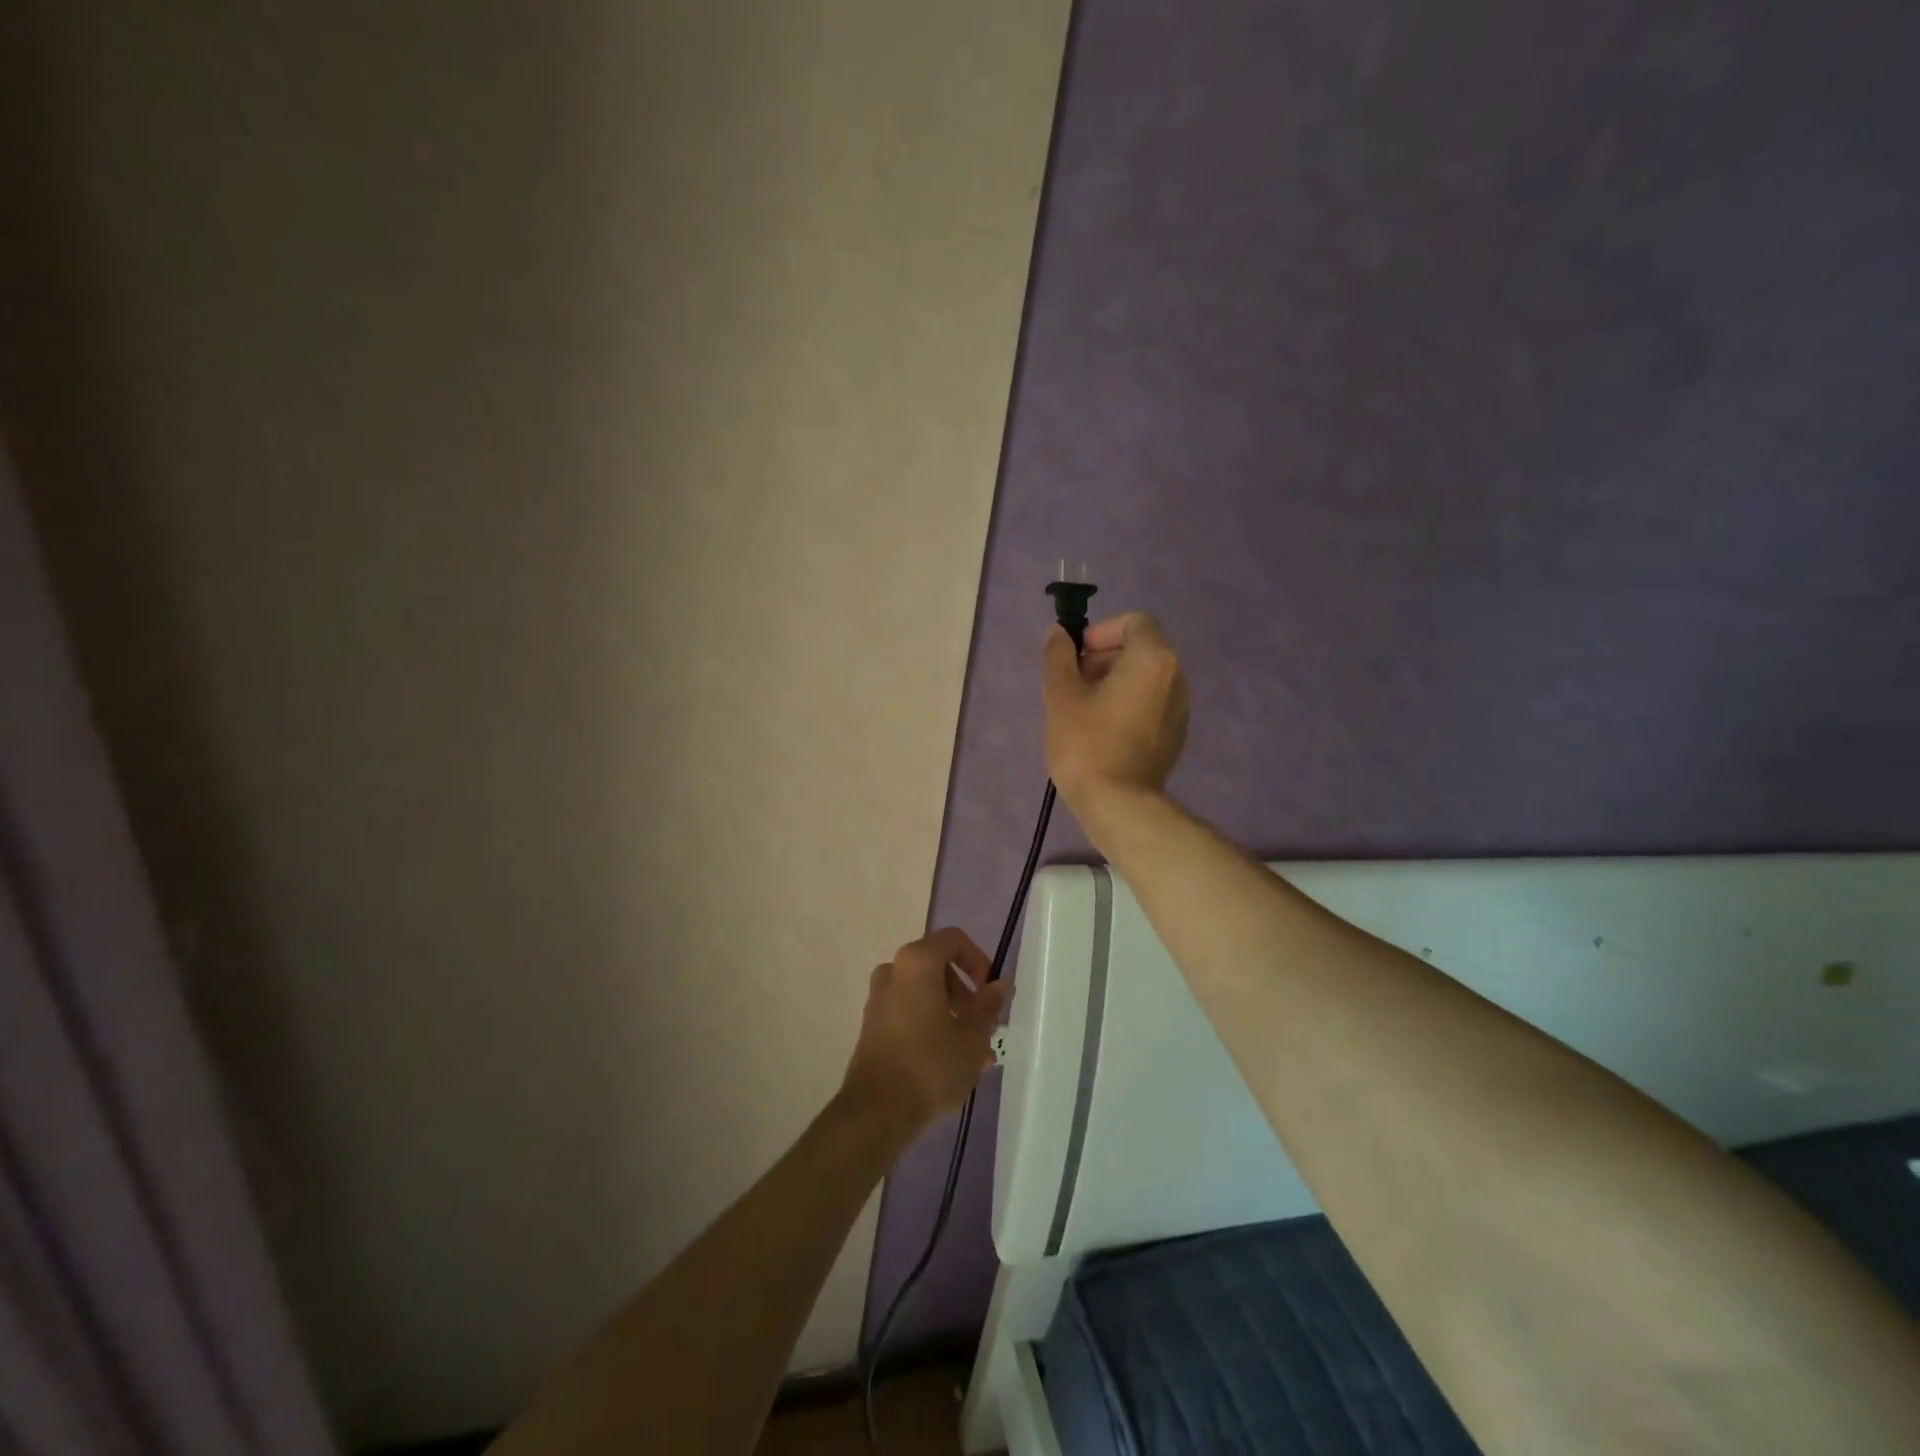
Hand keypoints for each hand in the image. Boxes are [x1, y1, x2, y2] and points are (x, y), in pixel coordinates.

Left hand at [840, 928, 1008, 1131]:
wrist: (875, 1112)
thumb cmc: (930, 1066)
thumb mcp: (972, 1037)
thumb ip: (988, 1005)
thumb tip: (999, 985)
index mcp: (917, 962)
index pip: (954, 940)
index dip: (978, 960)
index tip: (989, 992)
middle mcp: (893, 970)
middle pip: (938, 967)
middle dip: (965, 994)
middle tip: (983, 1028)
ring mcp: (878, 997)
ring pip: (924, 992)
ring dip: (951, 1013)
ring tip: (972, 1053)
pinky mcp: (871, 1023)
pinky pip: (908, 1009)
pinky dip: (929, 1023)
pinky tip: (947, 1060)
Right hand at [1042, 611, 1188, 815]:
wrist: (1118, 805)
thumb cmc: (1087, 744)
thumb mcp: (1061, 695)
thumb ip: (1058, 656)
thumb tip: (1059, 634)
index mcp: (1153, 660)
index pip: (1135, 622)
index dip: (1102, 631)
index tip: (1077, 655)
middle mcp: (1176, 678)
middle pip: (1141, 649)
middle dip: (1105, 658)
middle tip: (1073, 683)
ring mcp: (1180, 709)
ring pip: (1145, 678)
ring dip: (1114, 682)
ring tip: (1083, 709)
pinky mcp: (1175, 736)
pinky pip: (1151, 704)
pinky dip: (1128, 704)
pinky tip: (1102, 731)